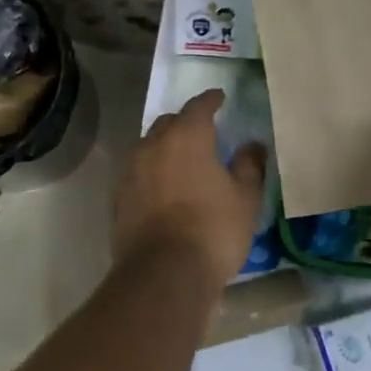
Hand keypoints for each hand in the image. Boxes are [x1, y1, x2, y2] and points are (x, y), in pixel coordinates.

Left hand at [114, 89, 266, 290]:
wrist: (163, 273)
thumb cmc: (213, 230)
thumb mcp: (245, 199)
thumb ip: (249, 166)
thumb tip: (252, 145)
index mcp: (186, 137)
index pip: (198, 106)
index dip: (211, 100)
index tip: (220, 98)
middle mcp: (153, 145)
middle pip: (168, 123)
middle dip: (185, 122)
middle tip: (202, 132)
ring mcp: (130, 171)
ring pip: (149, 147)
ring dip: (165, 147)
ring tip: (181, 160)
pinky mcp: (118, 197)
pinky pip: (138, 173)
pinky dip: (152, 173)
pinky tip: (163, 188)